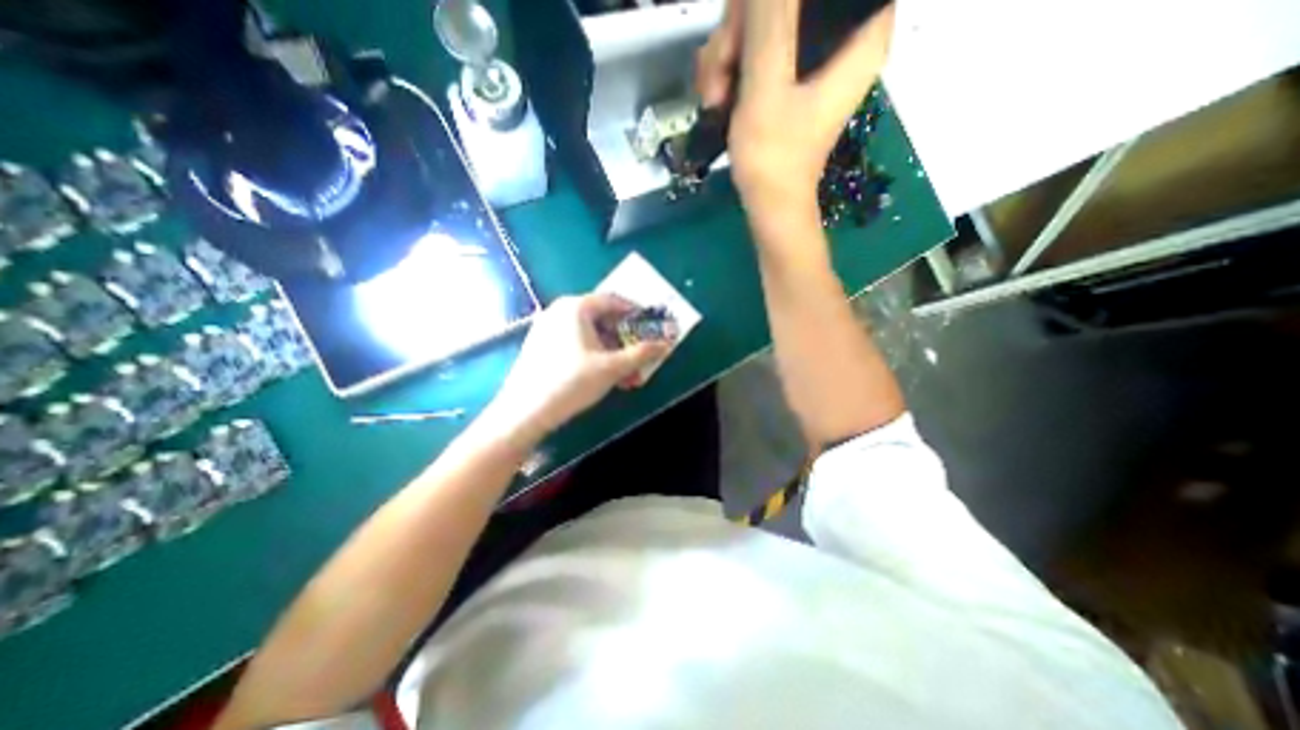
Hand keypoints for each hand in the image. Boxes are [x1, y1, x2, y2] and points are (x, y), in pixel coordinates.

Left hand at [487, 295, 669, 441]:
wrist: (525, 411)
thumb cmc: (572, 382)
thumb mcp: (612, 367)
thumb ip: (642, 353)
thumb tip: (666, 344)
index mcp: (576, 307)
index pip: (614, 301)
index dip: (636, 313)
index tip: (651, 326)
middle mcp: (559, 310)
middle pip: (601, 318)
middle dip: (624, 338)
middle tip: (639, 354)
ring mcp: (547, 327)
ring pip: (589, 333)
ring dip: (611, 351)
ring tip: (625, 373)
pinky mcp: (540, 345)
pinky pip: (574, 343)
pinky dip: (593, 355)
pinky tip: (602, 376)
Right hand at [695, 0, 901, 214]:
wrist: (771, 206)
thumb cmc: (774, 156)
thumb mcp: (766, 86)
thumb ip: (767, 21)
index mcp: (859, 33)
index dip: (773, 4)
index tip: (746, 28)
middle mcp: (842, 38)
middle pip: (785, 2)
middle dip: (741, 31)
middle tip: (720, 72)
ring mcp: (814, 62)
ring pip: (765, 25)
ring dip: (728, 57)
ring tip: (713, 97)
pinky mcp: (793, 82)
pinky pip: (759, 52)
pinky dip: (733, 72)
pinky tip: (717, 99)